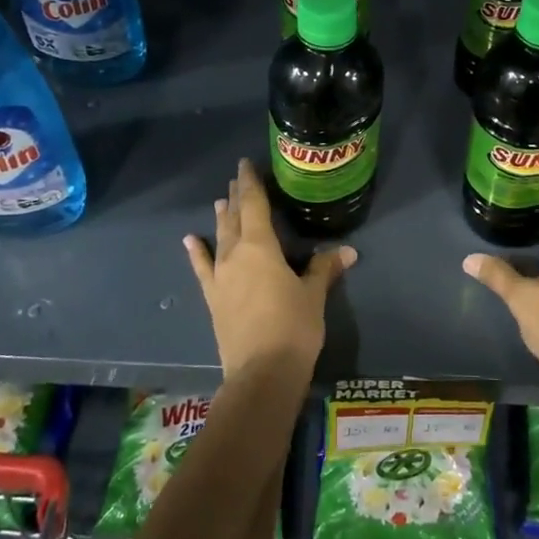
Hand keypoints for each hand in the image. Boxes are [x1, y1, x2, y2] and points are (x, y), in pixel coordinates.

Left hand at [184, 158, 356, 380]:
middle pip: (235, 218)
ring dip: (221, 218)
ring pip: (220, 238)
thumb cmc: (293, 327)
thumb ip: (324, 268)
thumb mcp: (313, 295)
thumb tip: (348, 251)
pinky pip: (202, 268)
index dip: (251, 183)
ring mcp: (220, 277)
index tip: (246, 164)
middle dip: (237, 197)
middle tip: (238, 179)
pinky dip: (197, 252)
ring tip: (220, 201)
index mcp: (261, 246)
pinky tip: (190, 240)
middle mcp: (235, 254)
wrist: (262, 373)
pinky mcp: (213, 299)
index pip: (254, 204)